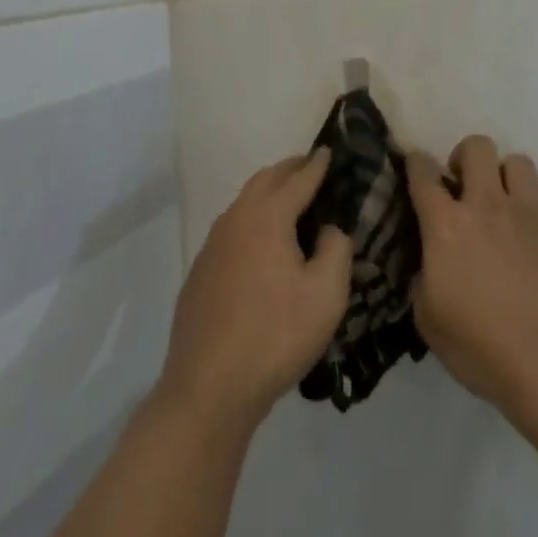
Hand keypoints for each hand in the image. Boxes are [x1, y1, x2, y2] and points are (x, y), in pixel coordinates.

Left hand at [156, 150, 354, 432]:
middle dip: (290, 170)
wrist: (209, 386)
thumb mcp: (326, 294)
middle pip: (265, 181)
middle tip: (311, 168)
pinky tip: (261, 245)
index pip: (298, 179)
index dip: (317, 165)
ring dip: (268, 193)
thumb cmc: (276, 335)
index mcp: (268, 217)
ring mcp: (213, 245)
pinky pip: (231, 229)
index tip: (329, 150)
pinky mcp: (201, 271)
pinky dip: (251, 220)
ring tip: (289, 200)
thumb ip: (336, 249)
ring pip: (244, 203)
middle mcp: (236, 219)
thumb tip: (328, 229)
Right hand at [407, 136, 537, 424]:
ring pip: (521, 163)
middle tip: (467, 188)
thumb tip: (429, 267)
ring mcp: (533, 213)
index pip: (423, 173)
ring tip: (511, 208)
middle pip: (477, 146)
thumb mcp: (429, 322)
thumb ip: (423, 281)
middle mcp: (488, 204)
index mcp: (446, 224)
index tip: (416, 169)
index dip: (416, 164)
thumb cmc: (483, 349)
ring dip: (512, 180)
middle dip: (467, 158)